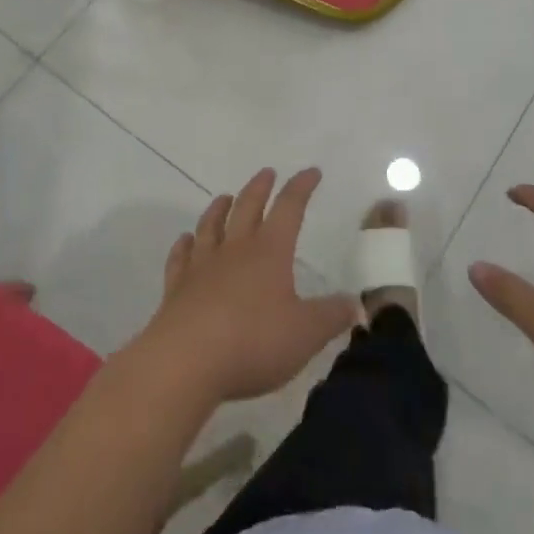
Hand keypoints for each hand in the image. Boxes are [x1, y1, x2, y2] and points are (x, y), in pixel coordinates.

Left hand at [133, 168, 359, 406]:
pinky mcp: (176, 288)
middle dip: (260, 188)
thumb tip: (357, 305)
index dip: (301, 187)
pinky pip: (181, 257)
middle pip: (248, 207)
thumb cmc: (252, 342)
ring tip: (225, 198)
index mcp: (270, 251)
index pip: (289, 208)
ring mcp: (202, 266)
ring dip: (219, 209)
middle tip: (267, 173)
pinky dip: (184, 245)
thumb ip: (332, 317)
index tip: (311, 172)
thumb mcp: (305, 334)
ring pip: (211, 226)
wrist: (185, 362)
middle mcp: (235, 249)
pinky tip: (185, 241)